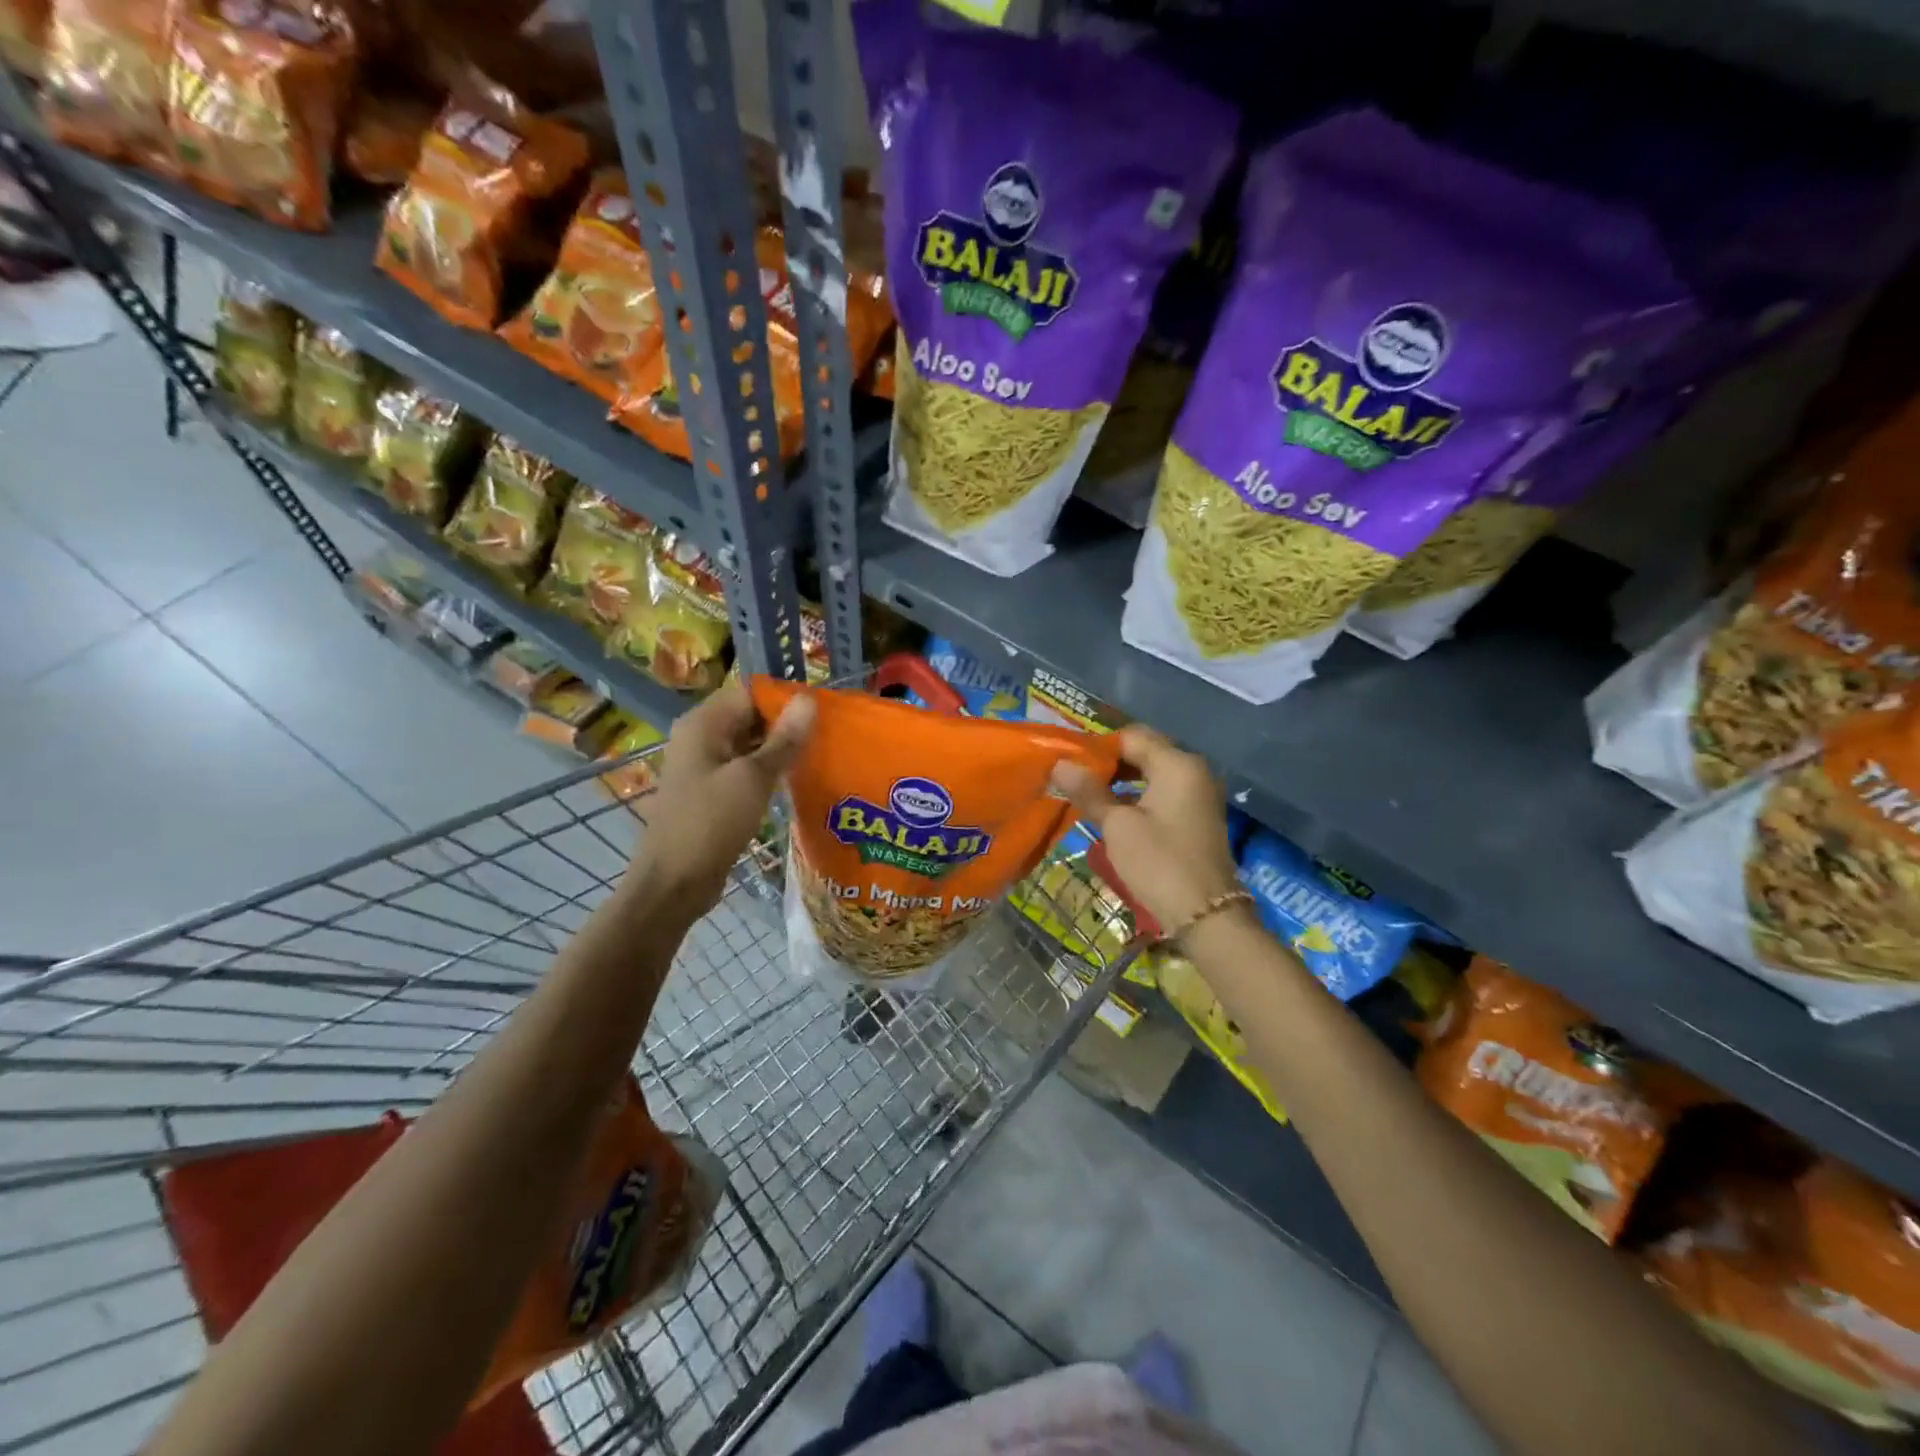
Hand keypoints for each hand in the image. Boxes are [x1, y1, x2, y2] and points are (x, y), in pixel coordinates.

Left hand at [624, 679, 814, 914]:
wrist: (674, 883)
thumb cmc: (711, 822)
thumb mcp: (753, 778)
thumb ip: (784, 739)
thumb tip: (809, 699)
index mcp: (703, 724)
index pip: (751, 693)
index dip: (786, 700)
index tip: (824, 713)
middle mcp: (701, 737)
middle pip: (751, 717)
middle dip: (787, 725)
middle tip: (829, 736)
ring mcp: (705, 766)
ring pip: (751, 745)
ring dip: (781, 750)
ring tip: (821, 756)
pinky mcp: (713, 792)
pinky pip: (746, 770)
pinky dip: (769, 772)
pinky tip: (797, 782)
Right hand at [1050, 724, 1242, 937]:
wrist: (1206, 915)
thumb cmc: (1159, 863)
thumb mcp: (1117, 826)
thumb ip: (1089, 791)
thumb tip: (1059, 764)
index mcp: (1177, 764)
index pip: (1131, 736)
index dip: (1098, 746)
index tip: (1070, 763)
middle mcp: (1193, 770)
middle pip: (1144, 752)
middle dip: (1109, 763)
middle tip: (1074, 779)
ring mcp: (1199, 794)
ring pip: (1153, 774)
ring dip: (1121, 782)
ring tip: (1088, 797)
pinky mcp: (1197, 817)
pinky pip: (1163, 793)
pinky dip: (1138, 797)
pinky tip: (1114, 814)